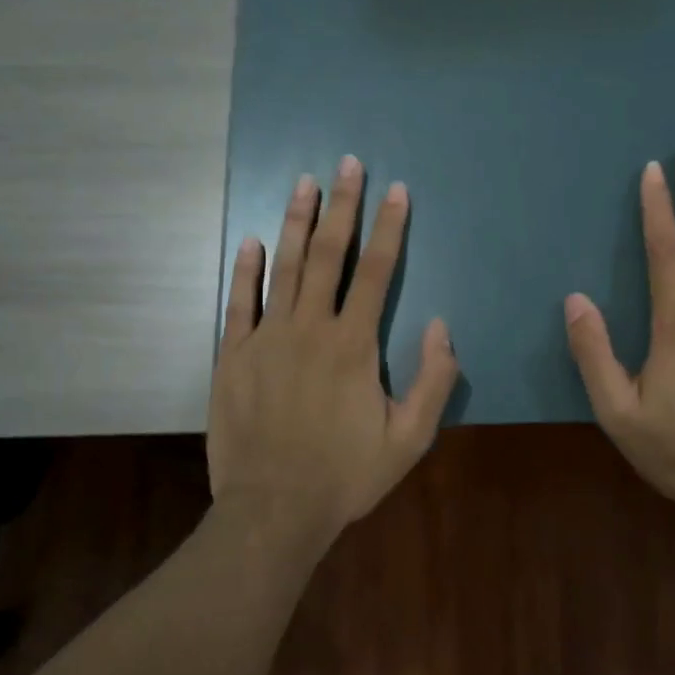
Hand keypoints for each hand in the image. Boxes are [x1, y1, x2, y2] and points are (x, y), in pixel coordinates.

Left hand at [208, 155, 460, 541]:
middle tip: (347, 164)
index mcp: (354, 346)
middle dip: (342, 206)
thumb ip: (433, 380)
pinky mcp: (233, 356)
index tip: (396, 191)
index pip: (377, 272)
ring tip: (303, 182)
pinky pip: (238, 302)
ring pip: (283, 267)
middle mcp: (310, 329)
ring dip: (296, 222)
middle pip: (329, 255)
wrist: (274, 511)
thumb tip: (441, 326)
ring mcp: (267, 339)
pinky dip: (245, 269)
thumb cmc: (346, 475)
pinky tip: (251, 239)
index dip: (390, 228)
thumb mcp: (409, 439)